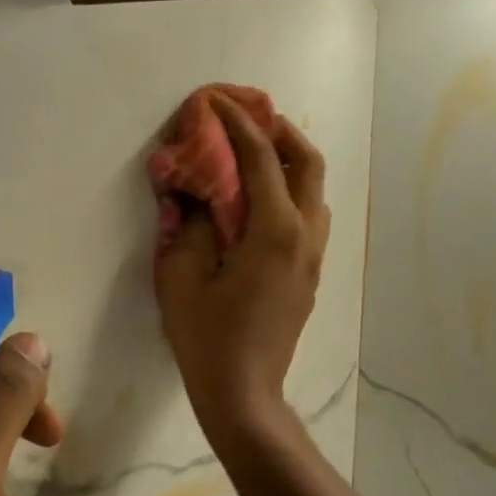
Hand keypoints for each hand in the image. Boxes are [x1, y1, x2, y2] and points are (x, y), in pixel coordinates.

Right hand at [154, 95, 329, 433]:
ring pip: (315, 190)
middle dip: (280, 131)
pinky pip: (309, 216)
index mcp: (274, 231)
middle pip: (308, 163)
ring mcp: (313, 257)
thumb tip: (189, 193)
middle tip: (249, 120)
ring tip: (255, 156)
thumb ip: (187, 225)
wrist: (243, 393)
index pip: (261, 159)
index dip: (238, 124)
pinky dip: (290, 192)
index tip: (217, 102)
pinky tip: (259, 203)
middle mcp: (305, 235)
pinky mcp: (309, 275)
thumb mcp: (180, 278)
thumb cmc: (206, 338)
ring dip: (289, 162)